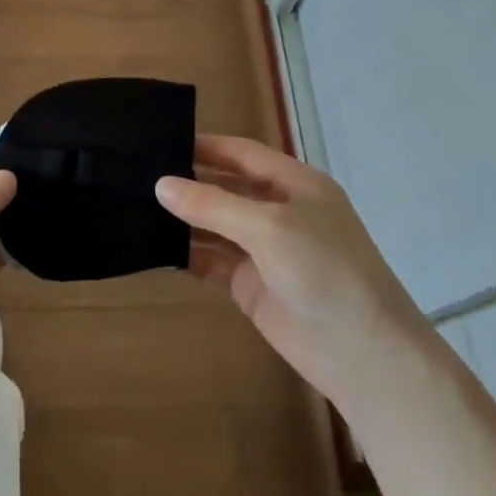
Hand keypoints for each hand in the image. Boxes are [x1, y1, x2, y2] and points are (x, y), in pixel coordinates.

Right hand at [155, 135, 423, 400]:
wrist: (362, 354)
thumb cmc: (325, 272)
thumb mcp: (270, 228)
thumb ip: (213, 205)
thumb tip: (161, 185)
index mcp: (295, 184)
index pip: (241, 153)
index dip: (203, 146)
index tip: (156, 141)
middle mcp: (278, 211)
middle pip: (225, 187)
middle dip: (187, 182)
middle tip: (134, 174)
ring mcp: (264, 249)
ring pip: (214, 225)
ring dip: (182, 219)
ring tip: (133, 206)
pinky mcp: (250, 284)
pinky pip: (211, 260)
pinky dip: (185, 253)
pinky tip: (153, 246)